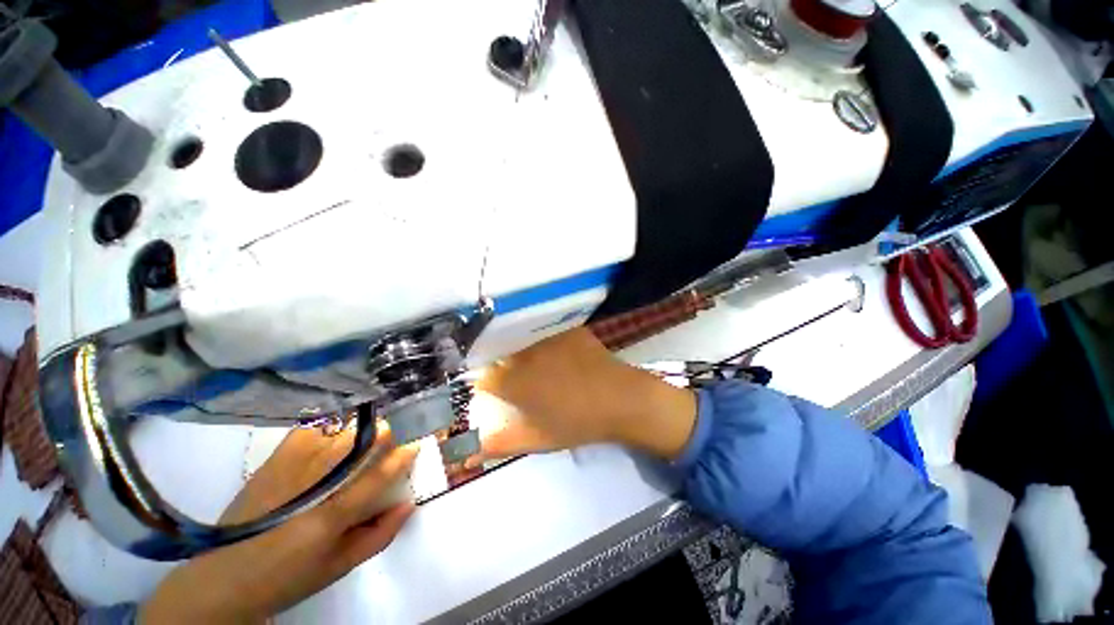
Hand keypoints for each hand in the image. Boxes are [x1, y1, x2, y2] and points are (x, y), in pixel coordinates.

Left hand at [140, 426, 417, 623]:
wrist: (222, 578)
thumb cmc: (287, 579)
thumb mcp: (337, 569)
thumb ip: (379, 536)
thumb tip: (409, 504)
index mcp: (330, 517)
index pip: (378, 475)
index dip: (403, 455)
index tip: (418, 443)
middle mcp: (311, 485)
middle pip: (359, 443)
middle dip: (387, 431)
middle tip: (399, 430)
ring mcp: (289, 468)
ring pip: (338, 430)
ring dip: (364, 425)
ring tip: (375, 428)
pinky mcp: (272, 461)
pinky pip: (310, 429)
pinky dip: (331, 423)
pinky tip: (339, 428)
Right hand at [470, 327, 697, 463]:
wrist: (622, 400)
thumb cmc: (578, 423)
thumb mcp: (538, 439)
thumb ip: (500, 444)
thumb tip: (467, 454)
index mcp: (516, 382)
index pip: (485, 378)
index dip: (490, 385)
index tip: (498, 391)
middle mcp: (526, 354)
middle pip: (503, 355)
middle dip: (506, 367)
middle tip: (523, 379)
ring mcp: (549, 337)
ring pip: (523, 340)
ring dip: (525, 351)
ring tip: (542, 365)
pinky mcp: (568, 328)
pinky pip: (548, 331)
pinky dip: (548, 340)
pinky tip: (561, 353)